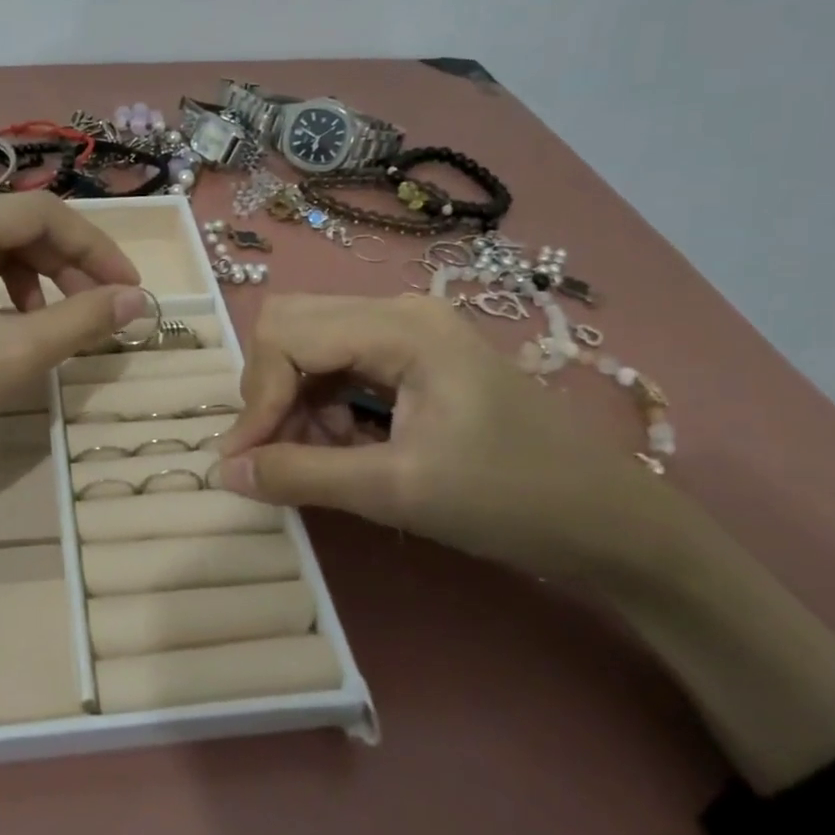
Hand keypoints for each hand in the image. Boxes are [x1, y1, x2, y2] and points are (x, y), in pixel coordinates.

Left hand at [0, 192, 144, 504]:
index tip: (130, 291)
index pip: (40, 213)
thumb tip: (140, 301)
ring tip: (40, 328)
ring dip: (23, 283)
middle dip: (59, 268)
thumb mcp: (11, 356)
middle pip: (6, 228)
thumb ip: (82, 320)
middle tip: (92, 313)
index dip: (95, 249)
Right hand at [213, 294, 683, 579]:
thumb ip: (301, 474)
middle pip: (291, 328)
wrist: (611, 522)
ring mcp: (407, 332)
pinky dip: (322, 408)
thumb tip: (223, 471)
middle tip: (275, 455)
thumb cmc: (511, 500)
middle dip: (270, 393)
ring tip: (316, 461)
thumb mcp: (396, 490)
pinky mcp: (413, 358)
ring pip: (310, 348)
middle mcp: (397, 312)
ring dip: (294, 404)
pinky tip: (342, 449)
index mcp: (401, 327)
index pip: (287, 335)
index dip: (255, 398)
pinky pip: (338, 368)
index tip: (245, 462)